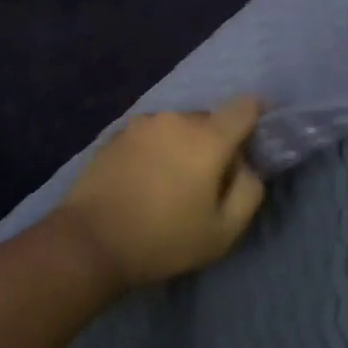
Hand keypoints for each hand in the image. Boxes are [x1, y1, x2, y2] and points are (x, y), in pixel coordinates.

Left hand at [56, 96, 267, 288]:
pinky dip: (157, 151)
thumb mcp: (223, 232)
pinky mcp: (117, 133)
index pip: (245, 106)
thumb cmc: (164, 239)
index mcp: (208, 137)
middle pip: (210, 120)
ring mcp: (143, 123)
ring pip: (178, 127)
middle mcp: (176, 118)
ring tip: (171, 185)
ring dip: (183, 146)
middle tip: (207, 183)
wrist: (91, 240)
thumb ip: (249, 191)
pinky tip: (144, 182)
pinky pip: (151, 135)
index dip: (256, 118)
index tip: (253, 142)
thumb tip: (247, 166)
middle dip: (216, 144)